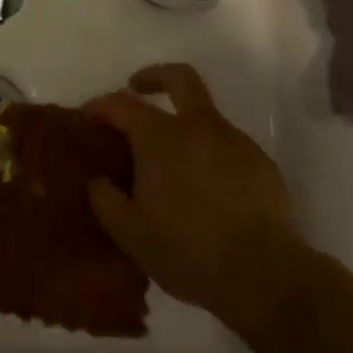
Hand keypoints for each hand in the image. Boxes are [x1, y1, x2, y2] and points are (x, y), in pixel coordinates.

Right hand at [84, 63, 306, 331]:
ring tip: (169, 162)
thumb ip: (105, 199)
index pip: (122, 104)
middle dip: (155, 77)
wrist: (264, 275)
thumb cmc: (186, 250)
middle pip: (179, 78)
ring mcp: (236, 143)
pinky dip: (209, 154)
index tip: (87, 117)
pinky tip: (204, 188)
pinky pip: (228, 146)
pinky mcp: (262, 165)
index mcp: (160, 137)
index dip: (100, 105)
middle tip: (137, 88)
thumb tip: (99, 180)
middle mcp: (199, 128)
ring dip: (184, 124)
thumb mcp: (128, 232)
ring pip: (205, 116)